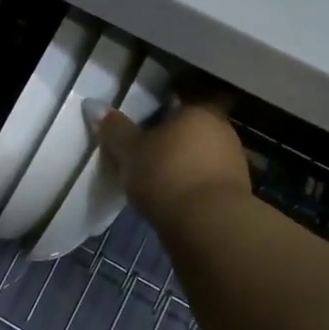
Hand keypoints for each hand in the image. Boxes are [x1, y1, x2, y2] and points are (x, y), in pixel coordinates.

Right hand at [91, 96, 252, 226]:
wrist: (208, 224)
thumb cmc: (166, 175)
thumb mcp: (129, 151)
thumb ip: (114, 128)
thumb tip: (93, 104)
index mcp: (197, 112)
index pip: (174, 104)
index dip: (154, 117)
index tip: (137, 132)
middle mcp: (221, 130)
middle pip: (187, 131)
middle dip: (167, 143)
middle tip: (140, 157)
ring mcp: (233, 161)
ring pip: (197, 157)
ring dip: (179, 166)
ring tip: (152, 182)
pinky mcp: (235, 191)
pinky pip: (204, 180)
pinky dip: (189, 186)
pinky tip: (171, 199)